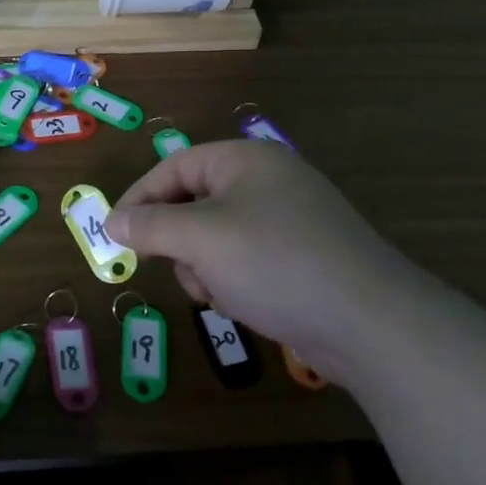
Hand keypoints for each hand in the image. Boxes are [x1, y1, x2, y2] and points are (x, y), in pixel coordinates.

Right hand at [108, 142, 421, 373]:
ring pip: (216, 236)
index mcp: (245, 160)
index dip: (140, 197)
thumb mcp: (202, 239)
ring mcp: (288, 219)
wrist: (372, 324)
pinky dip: (234, 279)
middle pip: (194, 202)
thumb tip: (113, 220)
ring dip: (205, 266)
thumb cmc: (276, 264)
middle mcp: (267, 181)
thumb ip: (151, 225)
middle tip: (182, 270)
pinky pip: (245, 258)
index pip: (175, 166)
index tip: (116, 233)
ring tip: (221, 292)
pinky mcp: (301, 256)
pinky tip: (246, 303)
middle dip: (179, 241)